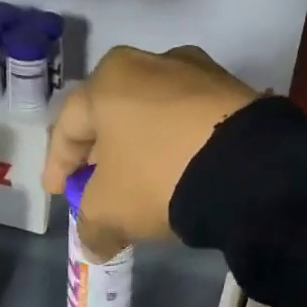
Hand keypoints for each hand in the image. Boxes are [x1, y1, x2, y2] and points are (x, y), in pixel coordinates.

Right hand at [43, 45, 256, 255]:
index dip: (58, 165)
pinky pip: (191, 122)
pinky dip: (178, 145)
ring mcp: (198, 72)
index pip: (69, 126)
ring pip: (154, 115)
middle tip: (96, 185)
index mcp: (109, 79)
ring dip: (142, 148)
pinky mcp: (234, 92)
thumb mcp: (110, 210)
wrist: (248, 169)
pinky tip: (181, 172)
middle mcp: (151, 62)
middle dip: (101, 154)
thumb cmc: (158, 177)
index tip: (58, 192)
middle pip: (113, 114)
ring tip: (142, 180)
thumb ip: (91, 226)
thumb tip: (94, 244)